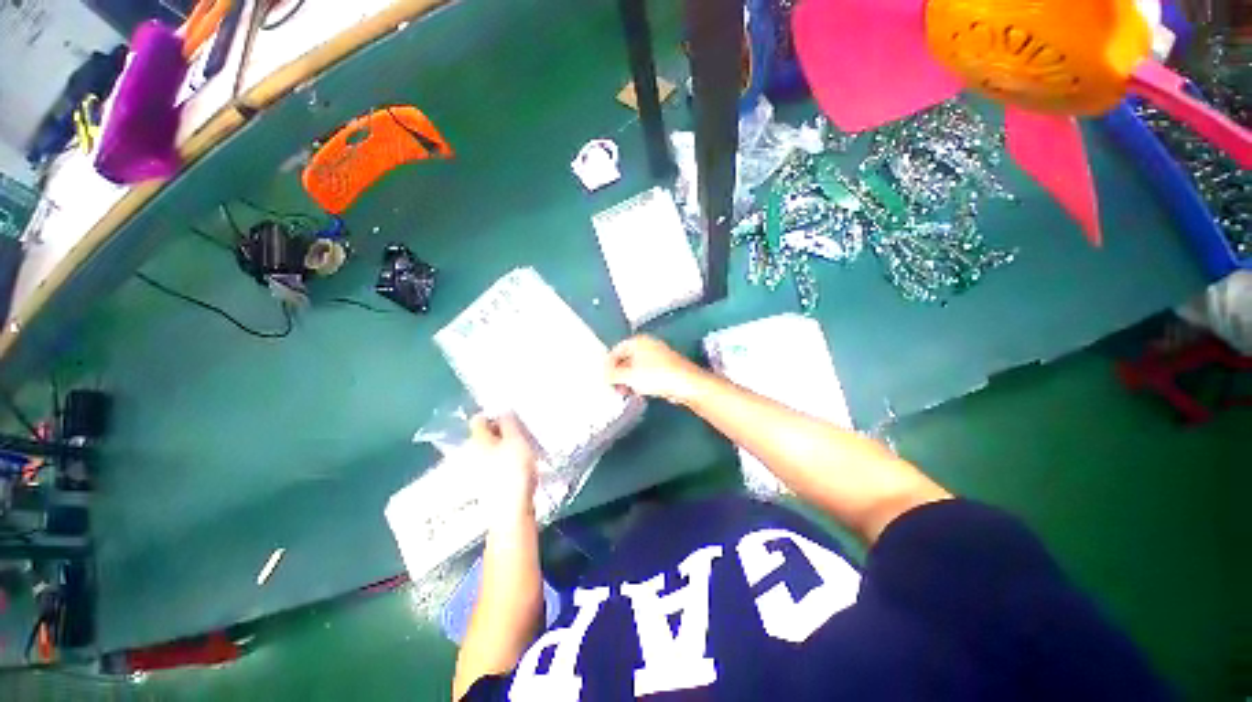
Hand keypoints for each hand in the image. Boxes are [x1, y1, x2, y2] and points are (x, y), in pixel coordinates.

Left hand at [469, 413, 537, 514]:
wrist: (510, 510)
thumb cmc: (513, 469)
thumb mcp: (516, 439)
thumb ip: (509, 422)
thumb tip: (502, 411)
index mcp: (478, 440)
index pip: (479, 419)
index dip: (494, 415)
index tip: (512, 417)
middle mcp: (473, 453)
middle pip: (485, 436)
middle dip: (501, 431)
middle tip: (521, 431)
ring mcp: (478, 471)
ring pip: (492, 451)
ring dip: (505, 447)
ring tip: (524, 448)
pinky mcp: (487, 484)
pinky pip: (497, 464)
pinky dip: (506, 461)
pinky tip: (521, 465)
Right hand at [606, 335, 706, 404]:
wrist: (686, 383)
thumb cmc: (655, 375)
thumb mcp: (628, 376)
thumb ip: (613, 375)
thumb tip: (605, 375)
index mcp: (637, 341)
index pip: (615, 350)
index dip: (608, 365)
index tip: (605, 380)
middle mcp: (647, 344)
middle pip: (626, 358)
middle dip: (618, 373)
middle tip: (614, 387)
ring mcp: (658, 355)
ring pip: (636, 366)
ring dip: (629, 379)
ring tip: (626, 392)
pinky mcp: (665, 367)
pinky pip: (647, 372)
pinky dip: (640, 381)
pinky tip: (639, 392)